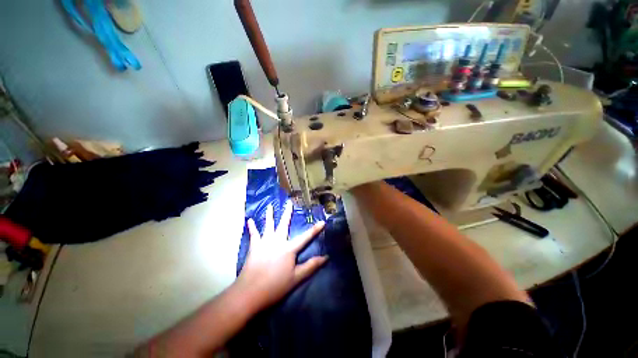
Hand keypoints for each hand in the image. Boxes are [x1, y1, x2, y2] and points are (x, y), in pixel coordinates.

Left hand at [236, 201, 326, 311]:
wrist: (250, 293)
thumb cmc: (275, 286)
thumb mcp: (296, 278)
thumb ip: (311, 266)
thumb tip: (326, 257)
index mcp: (289, 248)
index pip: (306, 237)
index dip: (315, 229)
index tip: (322, 222)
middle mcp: (277, 241)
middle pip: (284, 224)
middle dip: (288, 213)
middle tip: (289, 202)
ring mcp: (264, 242)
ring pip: (268, 225)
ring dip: (269, 215)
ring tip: (270, 205)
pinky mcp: (254, 247)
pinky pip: (253, 234)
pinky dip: (252, 227)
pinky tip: (250, 220)